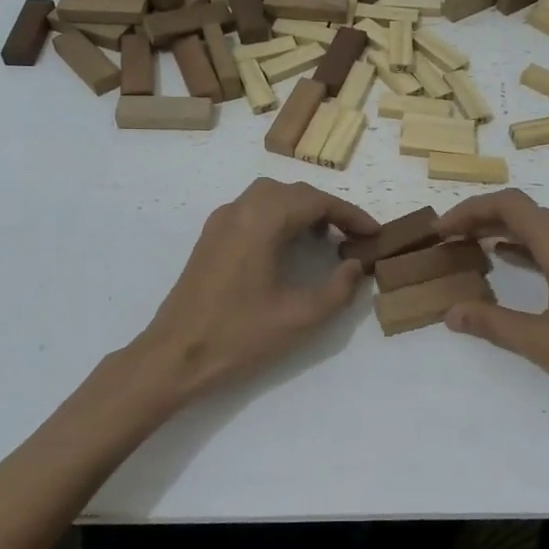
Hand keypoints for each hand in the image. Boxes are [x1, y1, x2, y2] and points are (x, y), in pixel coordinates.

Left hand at [132, 178, 377, 402]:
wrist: (174, 356)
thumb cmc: (238, 336)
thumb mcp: (300, 317)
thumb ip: (337, 289)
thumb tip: (355, 266)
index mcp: (260, 221)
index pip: (315, 201)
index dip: (350, 214)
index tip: (375, 233)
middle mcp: (239, 210)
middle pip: (292, 192)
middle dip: (327, 209)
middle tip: (353, 235)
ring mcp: (220, 222)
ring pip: (270, 197)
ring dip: (301, 210)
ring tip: (326, 239)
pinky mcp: (210, 237)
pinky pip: (251, 211)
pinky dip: (278, 217)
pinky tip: (289, 246)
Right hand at [434, 190, 548, 440]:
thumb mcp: (543, 342)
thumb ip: (493, 323)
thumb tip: (451, 313)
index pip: (509, 206)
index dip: (469, 211)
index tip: (441, 230)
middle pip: (527, 213)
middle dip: (484, 221)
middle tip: (449, 240)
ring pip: (548, 228)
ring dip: (510, 235)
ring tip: (472, 249)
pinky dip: (535, 249)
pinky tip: (514, 264)